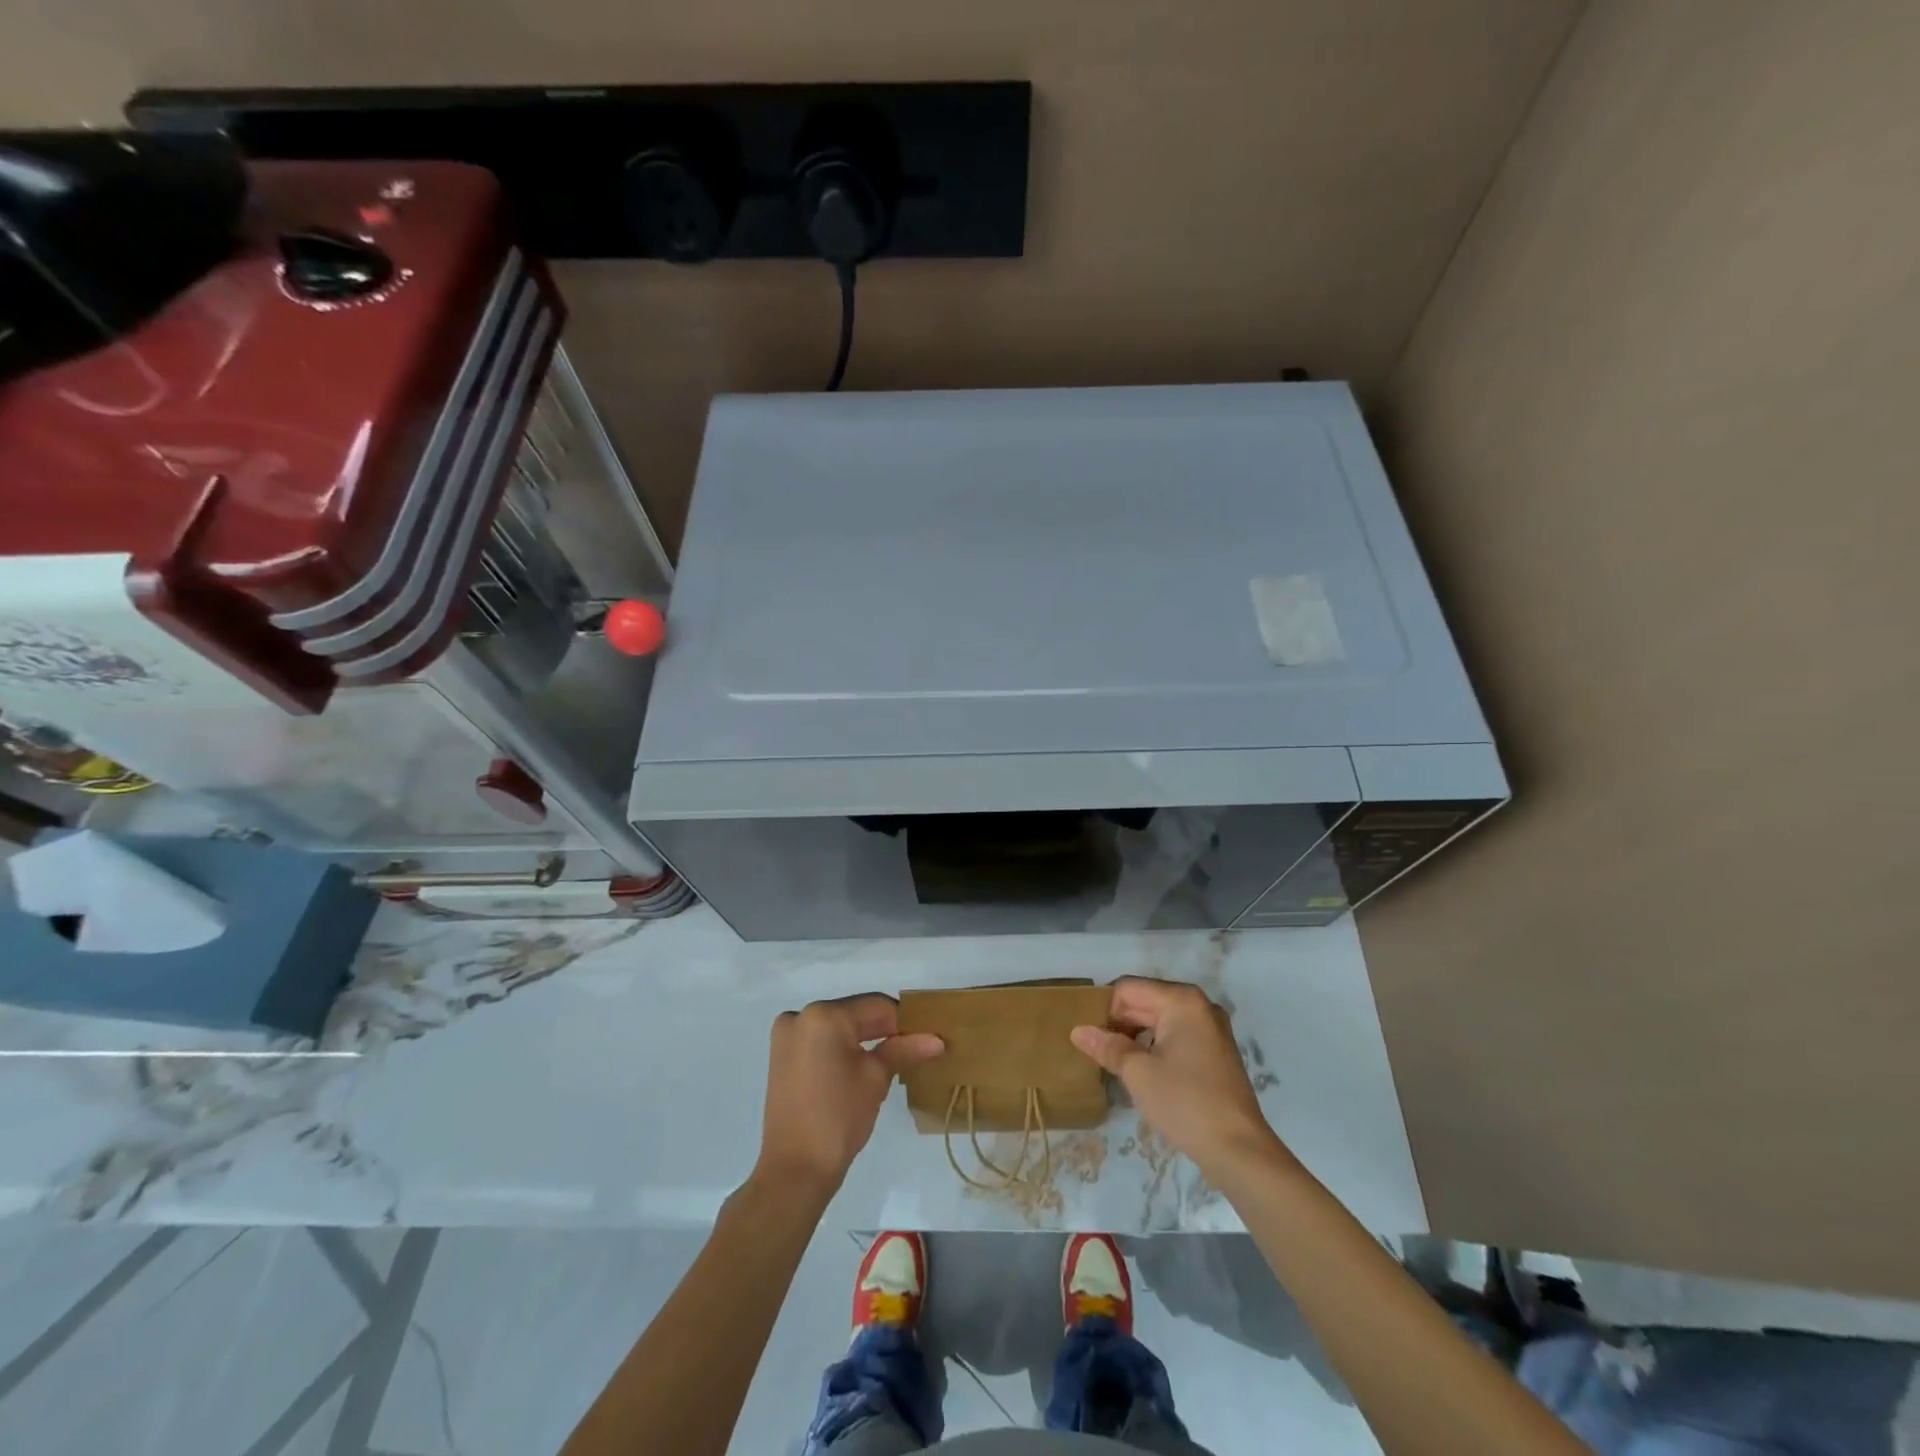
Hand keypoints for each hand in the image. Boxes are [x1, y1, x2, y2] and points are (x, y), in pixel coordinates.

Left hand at [753, 993, 943, 1200]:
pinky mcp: (782, 1055)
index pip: (876, 1006)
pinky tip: (862, 1065)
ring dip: (864, 1039)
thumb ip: (904, 1050)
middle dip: (885, 1030)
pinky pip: (821, 1041)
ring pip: (838, 1027)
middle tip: (914, 1048)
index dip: (905, 1021)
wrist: (794, 1171)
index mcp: (824, 1015)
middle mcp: (801, 1015)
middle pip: (855, 1014)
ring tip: (892, 1059)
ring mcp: (787, 1035)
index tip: (927, 1036)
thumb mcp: (876, 1079)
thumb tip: (936, 1040)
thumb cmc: (839, 1118)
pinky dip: (842, 1048)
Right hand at [1071, 978, 1290, 1181]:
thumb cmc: (1185, 1102)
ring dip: (1136, 1036)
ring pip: (1160, 1020)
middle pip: (1146, 1001)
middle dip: (1119, 1023)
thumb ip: (1107, 1046)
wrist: (1239, 1150)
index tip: (1090, 1037)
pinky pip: (1176, 1036)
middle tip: (1096, 1050)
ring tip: (1115, 1061)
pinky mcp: (1216, 1052)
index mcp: (1182, 1001)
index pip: (1129, 989)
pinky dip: (1156, 1047)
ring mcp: (1211, 1029)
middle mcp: (1199, 1006)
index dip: (1104, 1009)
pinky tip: (1142, 1070)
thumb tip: (1078, 1031)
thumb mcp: (1138, 1073)